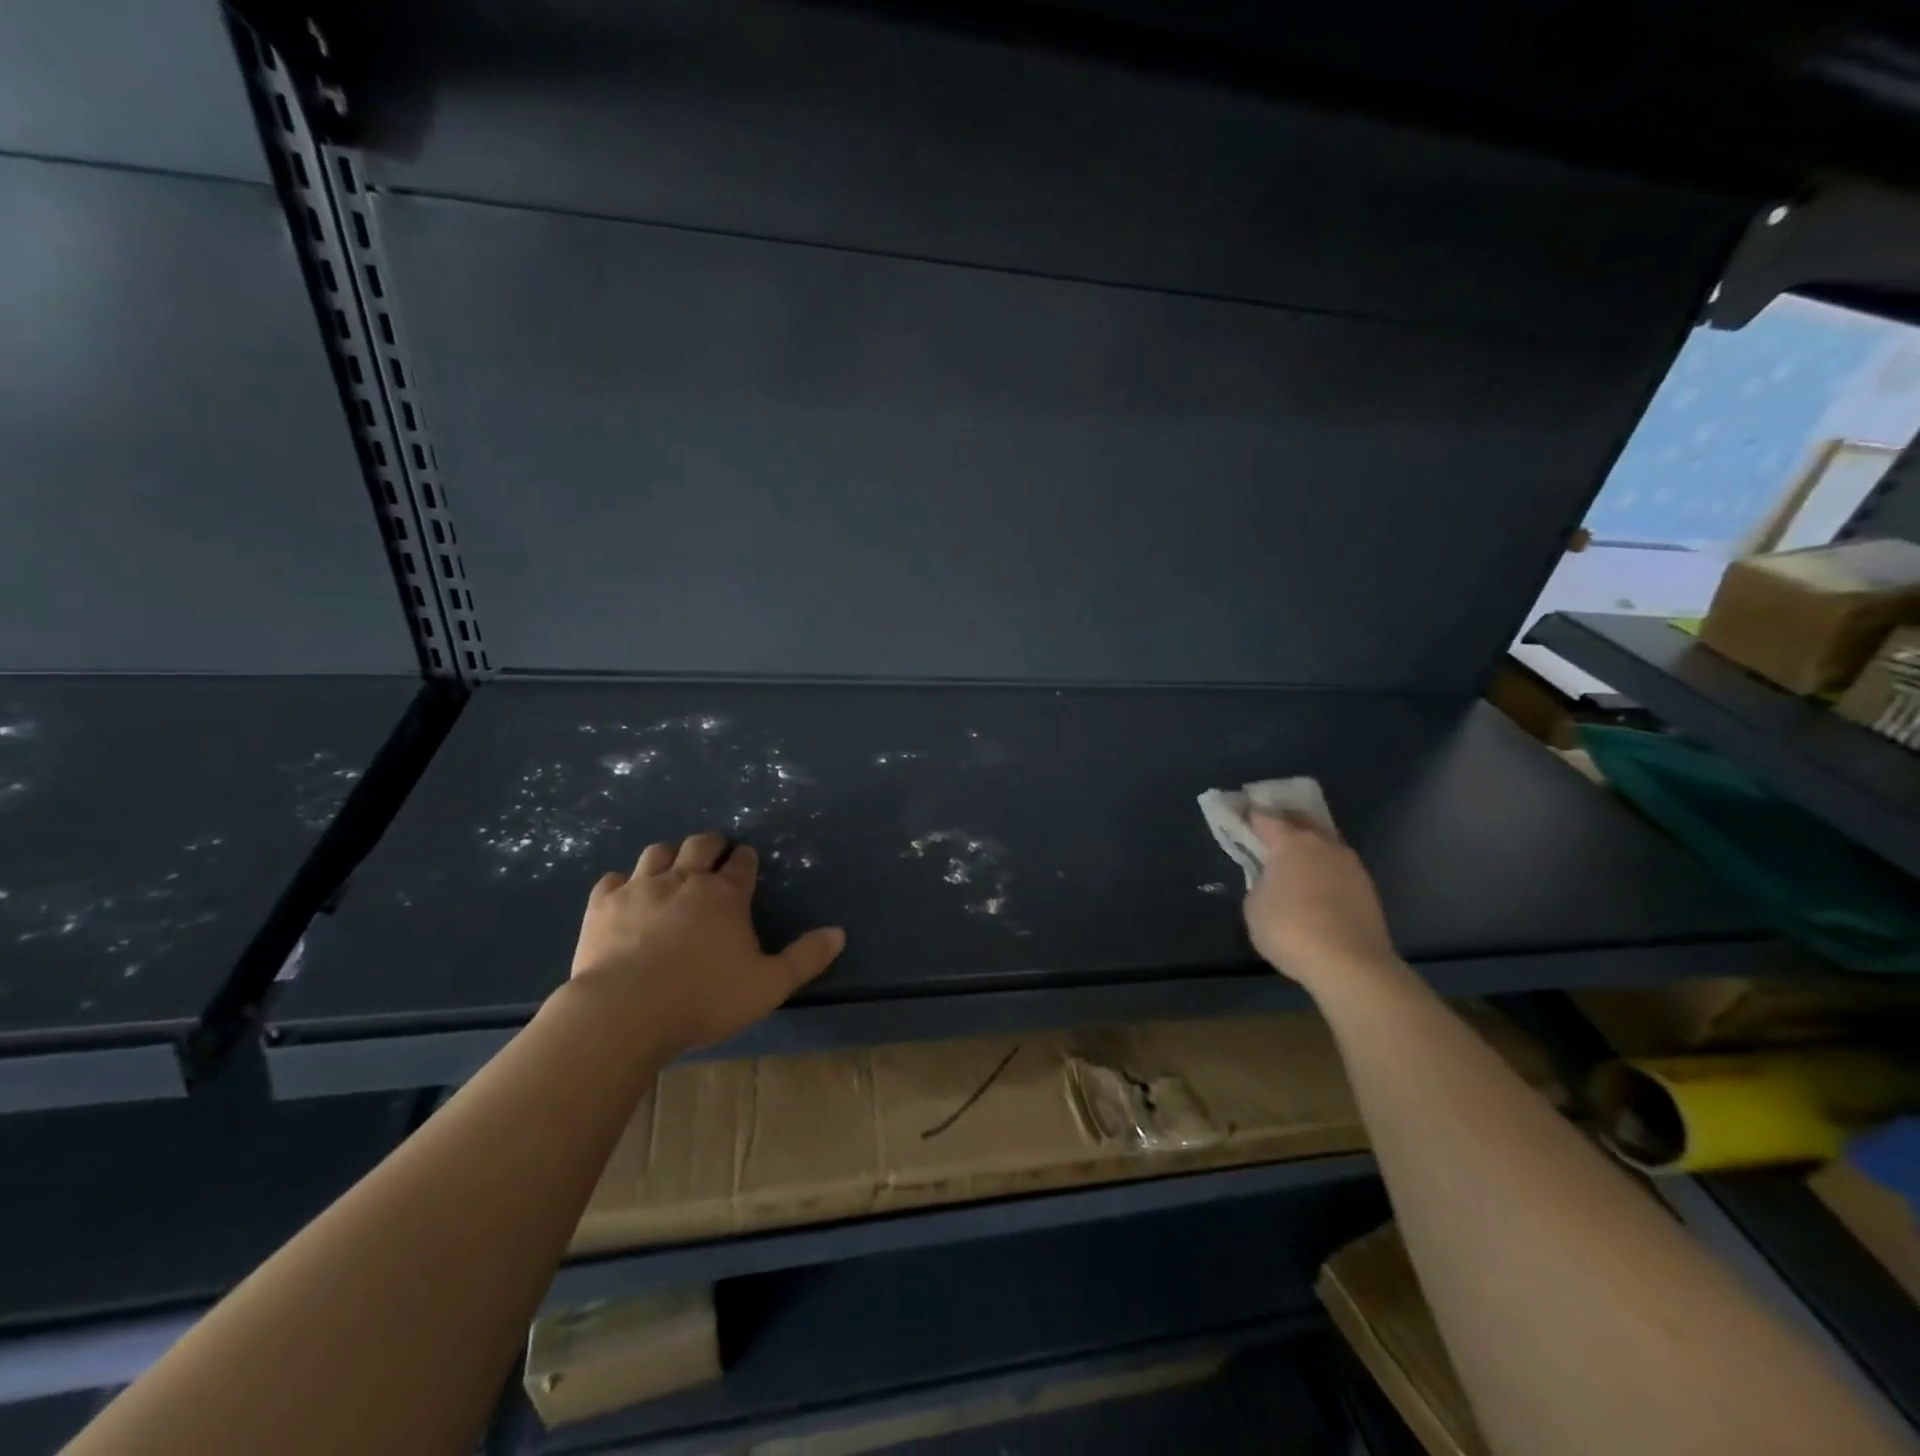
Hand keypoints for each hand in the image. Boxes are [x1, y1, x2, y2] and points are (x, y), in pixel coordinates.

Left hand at [567, 833, 845, 1055]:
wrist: (624, 1013)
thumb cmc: (704, 999)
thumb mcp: (769, 985)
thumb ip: (805, 958)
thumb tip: (839, 933)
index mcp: (726, 895)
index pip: (742, 863)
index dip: (747, 860)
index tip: (747, 862)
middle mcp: (684, 880)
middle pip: (701, 844)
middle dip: (712, 845)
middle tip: (715, 855)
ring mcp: (640, 888)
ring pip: (658, 852)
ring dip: (671, 855)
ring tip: (674, 868)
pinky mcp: (603, 905)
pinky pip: (614, 879)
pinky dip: (624, 882)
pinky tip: (626, 894)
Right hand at [1243, 811, 1397, 989]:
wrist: (1350, 964)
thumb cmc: (1290, 929)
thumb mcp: (1255, 907)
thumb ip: (1259, 884)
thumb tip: (1272, 883)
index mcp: (1290, 843)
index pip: (1265, 817)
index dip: (1250, 815)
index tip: (1239, 815)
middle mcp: (1323, 844)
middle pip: (1301, 820)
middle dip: (1284, 820)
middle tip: (1268, 830)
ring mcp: (1350, 864)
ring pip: (1324, 842)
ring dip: (1309, 845)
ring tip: (1294, 859)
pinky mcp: (1367, 887)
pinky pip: (1338, 866)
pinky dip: (1324, 868)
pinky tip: (1316, 884)